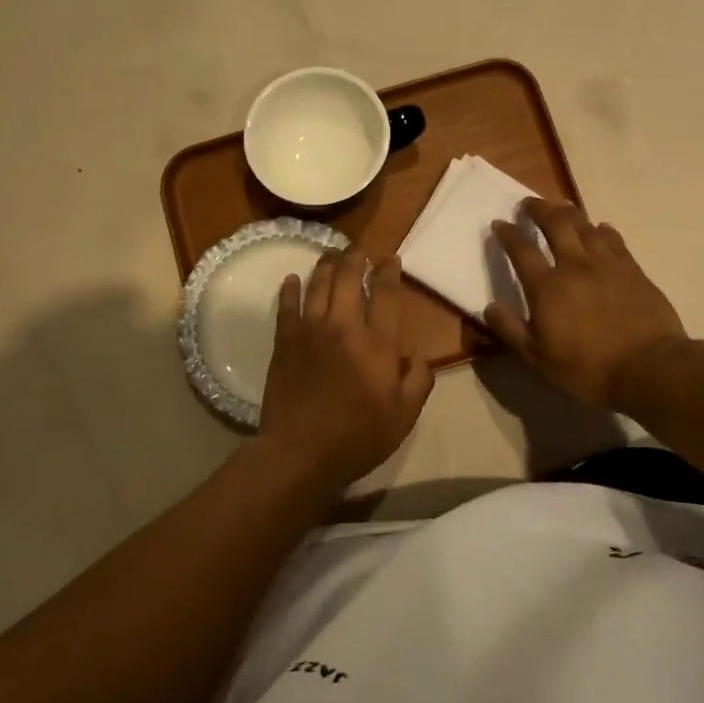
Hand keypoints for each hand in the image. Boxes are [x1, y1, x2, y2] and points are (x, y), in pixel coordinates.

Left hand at [259, 246, 434, 490]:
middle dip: (356, 258)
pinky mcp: (284, 341)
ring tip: (331, 253)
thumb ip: (418, 380)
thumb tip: (417, 356)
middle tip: (359, 250)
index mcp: (378, 343)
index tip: (391, 260)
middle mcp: (344, 326)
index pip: (386, 293)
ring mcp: (310, 330)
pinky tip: (291, 279)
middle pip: (349, 278)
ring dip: (326, 265)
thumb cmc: (358, 437)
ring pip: (318, 284)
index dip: (389, 271)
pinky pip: (286, 306)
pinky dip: (289, 289)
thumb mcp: (405, 415)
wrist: (301, 452)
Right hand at [485, 199, 699, 409]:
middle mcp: (575, 266)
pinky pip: (614, 240)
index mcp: (547, 287)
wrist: (650, 368)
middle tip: (529, 203)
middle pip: (556, 224)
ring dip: (570, 213)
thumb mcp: (538, 358)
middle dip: (539, 209)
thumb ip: (510, 330)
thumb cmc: (588, 368)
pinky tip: (601, 229)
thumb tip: (489, 307)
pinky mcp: (634, 270)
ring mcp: (608, 265)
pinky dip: (603, 230)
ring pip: (586, 226)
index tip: (499, 223)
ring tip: (562, 208)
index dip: (508, 233)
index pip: (521, 250)